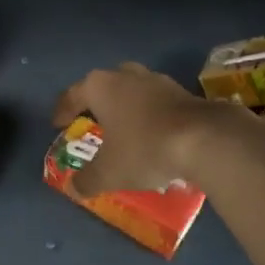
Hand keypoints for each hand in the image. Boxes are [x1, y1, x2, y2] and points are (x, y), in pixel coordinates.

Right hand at [51, 62, 235, 196]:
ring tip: (124, 129)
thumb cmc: (144, 148)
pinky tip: (153, 134)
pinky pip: (156, 101)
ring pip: (132, 91)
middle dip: (96, 104)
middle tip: (92, 123)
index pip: (72, 95)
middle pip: (103, 87)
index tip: (58, 124)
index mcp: (100, 86)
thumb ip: (87, 180)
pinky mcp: (183, 91)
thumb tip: (73, 188)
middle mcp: (125, 75)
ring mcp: (156, 80)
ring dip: (126, 107)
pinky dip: (150, 115)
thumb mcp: (109, 172)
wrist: (205, 139)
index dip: (62, 111)